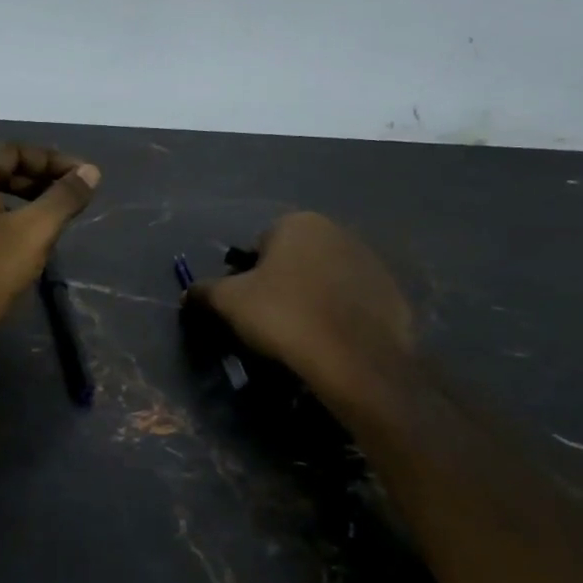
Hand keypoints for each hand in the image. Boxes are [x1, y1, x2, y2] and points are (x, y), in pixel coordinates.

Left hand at [0, 143, 100, 379]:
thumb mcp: (34, 231)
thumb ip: (64, 197)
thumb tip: (91, 171)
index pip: (14, 151)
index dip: (53, 161)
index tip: (84, 178)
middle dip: (39, 180)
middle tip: (72, 198)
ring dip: (23, 201)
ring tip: (53, 219)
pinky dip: (3, 219)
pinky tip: (23, 241)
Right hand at [189, 212, 412, 376]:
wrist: (356, 359)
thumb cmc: (284, 316)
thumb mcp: (228, 302)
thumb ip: (204, 291)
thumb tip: (190, 292)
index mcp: (298, 222)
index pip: (258, 245)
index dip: (246, 276)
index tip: (246, 306)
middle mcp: (337, 231)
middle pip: (293, 259)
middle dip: (280, 283)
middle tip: (270, 320)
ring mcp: (370, 261)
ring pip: (324, 278)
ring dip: (310, 297)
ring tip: (301, 333)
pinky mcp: (392, 293)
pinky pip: (351, 302)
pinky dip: (339, 315)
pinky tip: (330, 340)